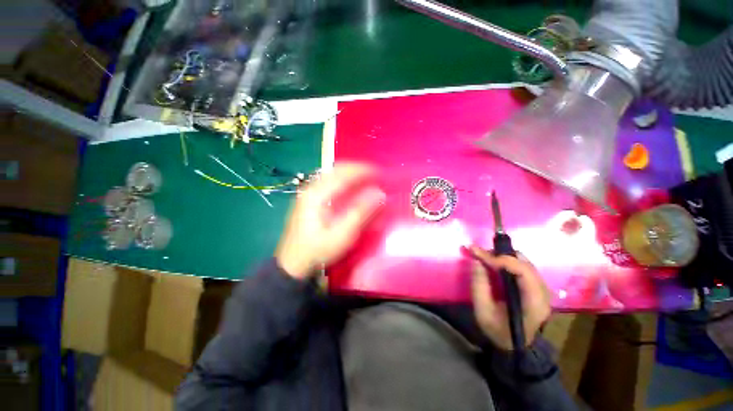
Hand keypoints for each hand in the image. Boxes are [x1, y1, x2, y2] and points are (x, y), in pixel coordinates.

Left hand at [275, 163, 384, 279]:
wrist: (292, 263)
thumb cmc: (318, 250)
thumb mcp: (342, 235)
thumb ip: (360, 213)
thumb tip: (379, 193)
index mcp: (317, 195)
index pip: (343, 174)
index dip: (364, 171)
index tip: (381, 174)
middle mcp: (311, 188)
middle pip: (337, 169)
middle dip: (358, 169)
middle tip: (376, 176)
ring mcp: (309, 192)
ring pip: (333, 174)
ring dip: (352, 174)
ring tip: (367, 179)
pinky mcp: (310, 198)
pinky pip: (330, 181)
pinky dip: (345, 180)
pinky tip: (352, 187)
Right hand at [468, 246, 551, 350]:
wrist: (515, 345)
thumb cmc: (498, 330)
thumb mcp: (483, 311)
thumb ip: (479, 285)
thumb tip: (476, 261)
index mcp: (533, 303)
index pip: (523, 272)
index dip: (501, 259)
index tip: (479, 254)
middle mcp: (543, 293)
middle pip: (525, 263)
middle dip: (500, 255)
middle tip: (479, 253)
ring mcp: (542, 289)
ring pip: (524, 262)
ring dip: (503, 256)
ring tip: (485, 257)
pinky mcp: (536, 287)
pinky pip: (523, 266)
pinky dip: (508, 261)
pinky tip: (495, 263)